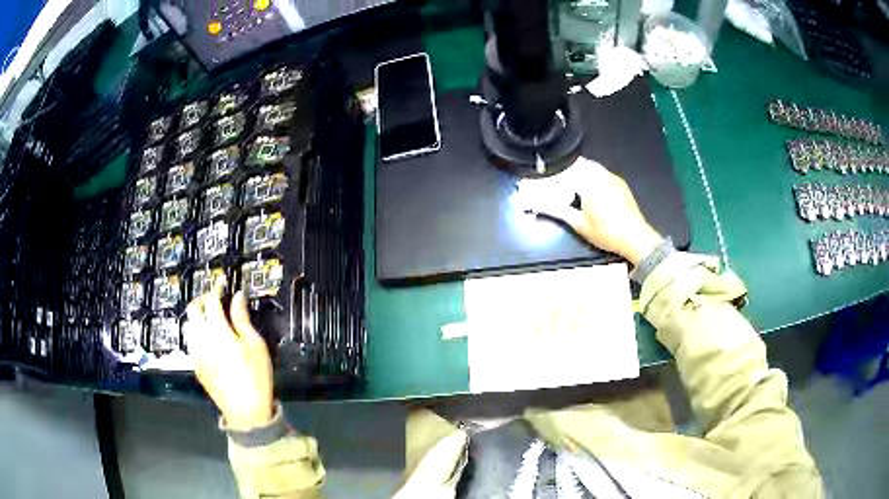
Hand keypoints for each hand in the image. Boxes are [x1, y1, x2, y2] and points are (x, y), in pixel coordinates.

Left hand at [186, 280, 273, 429]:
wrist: (245, 411)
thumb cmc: (255, 376)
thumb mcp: (255, 345)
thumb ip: (242, 318)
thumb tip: (237, 296)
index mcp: (216, 329)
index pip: (212, 300)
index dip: (216, 287)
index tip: (222, 279)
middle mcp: (200, 337)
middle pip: (193, 309)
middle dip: (203, 299)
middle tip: (216, 299)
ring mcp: (195, 352)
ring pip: (190, 325)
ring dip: (198, 316)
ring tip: (212, 318)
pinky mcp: (195, 365)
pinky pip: (191, 341)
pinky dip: (197, 332)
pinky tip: (209, 340)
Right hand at [534, 157, 662, 265]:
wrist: (635, 238)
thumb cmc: (607, 232)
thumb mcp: (580, 224)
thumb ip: (559, 211)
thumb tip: (541, 205)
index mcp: (589, 182)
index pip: (566, 170)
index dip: (554, 173)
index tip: (546, 179)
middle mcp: (601, 175)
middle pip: (579, 163)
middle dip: (567, 170)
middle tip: (558, 181)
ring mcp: (612, 177)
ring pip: (592, 166)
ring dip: (580, 171)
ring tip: (573, 185)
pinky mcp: (620, 183)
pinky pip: (602, 173)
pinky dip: (593, 176)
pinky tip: (591, 190)